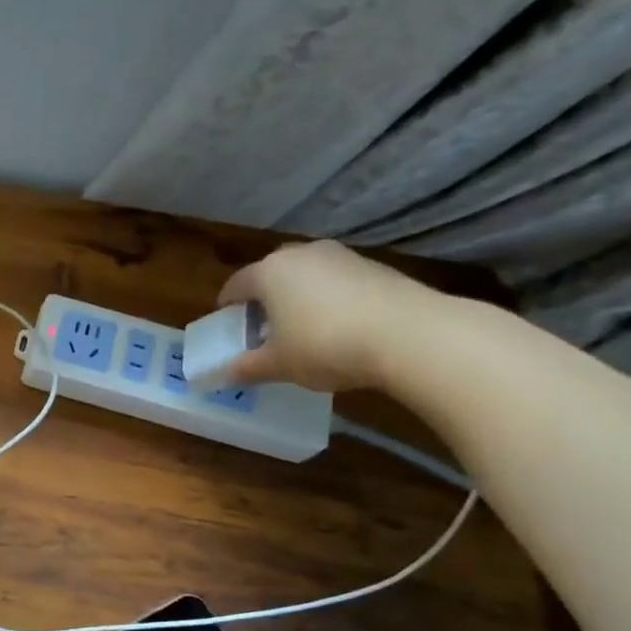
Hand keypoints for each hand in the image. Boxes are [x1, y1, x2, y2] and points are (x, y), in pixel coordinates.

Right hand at [216, 240, 442, 392]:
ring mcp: (341, 256)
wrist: (408, 334)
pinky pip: (337, 281)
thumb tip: (222, 375)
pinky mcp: (374, 266)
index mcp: (268, 272)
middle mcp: (301, 254)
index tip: (226, 323)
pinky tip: (338, 327)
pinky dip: (329, 299)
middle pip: (271, 274)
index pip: (236, 285)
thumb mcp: (278, 365)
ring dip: (298, 296)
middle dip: (263, 298)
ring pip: (306, 275)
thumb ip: (247, 367)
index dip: (227, 306)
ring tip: (301, 328)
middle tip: (262, 327)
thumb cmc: (324, 345)